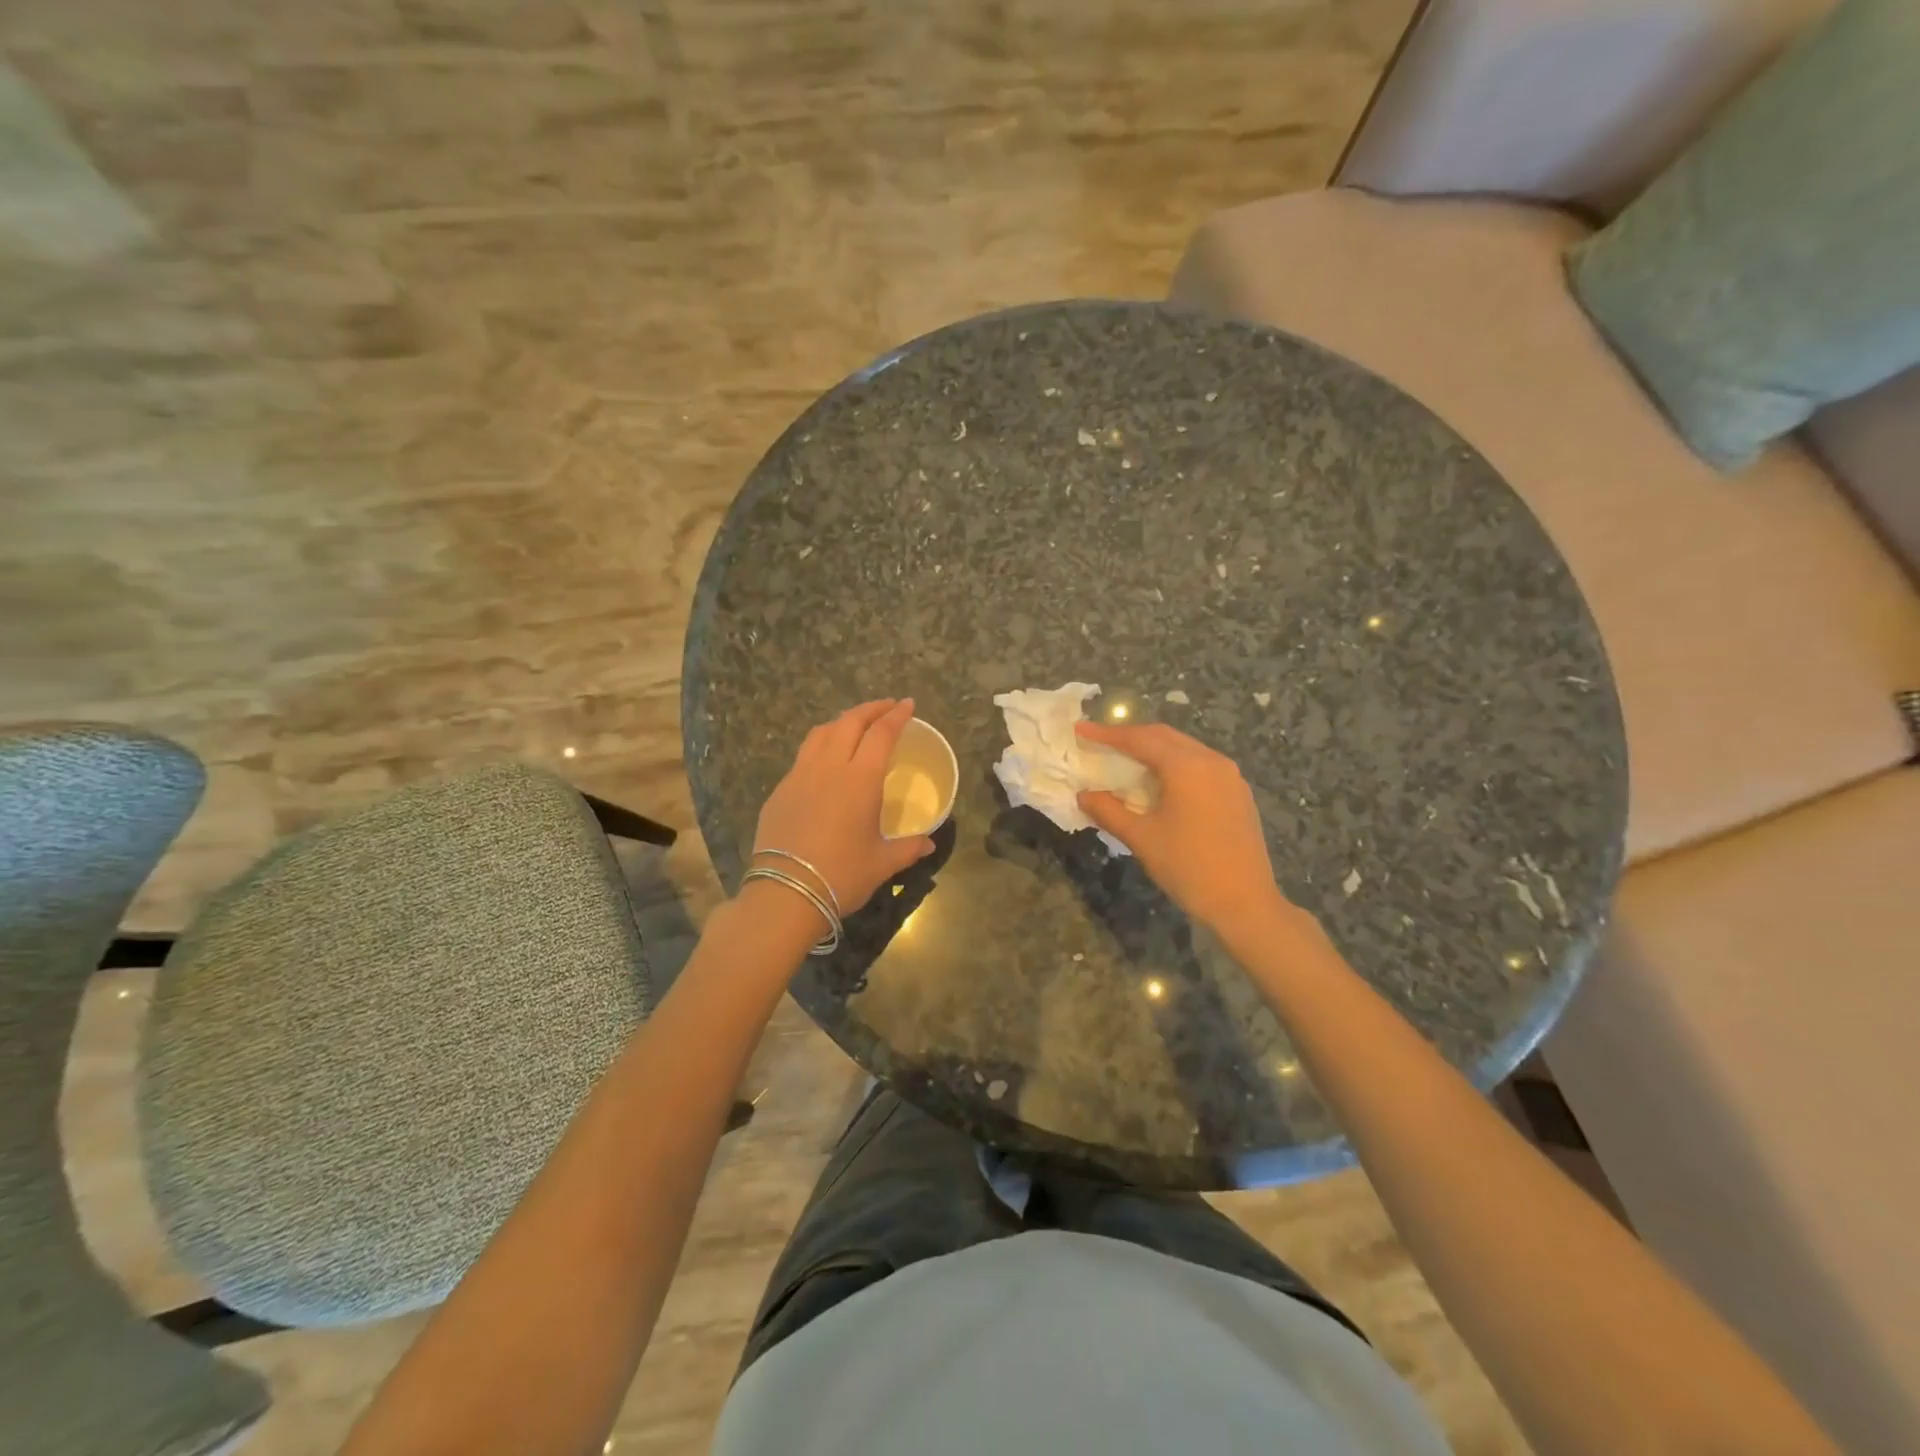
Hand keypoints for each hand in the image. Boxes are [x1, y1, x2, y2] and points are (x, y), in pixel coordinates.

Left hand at [752, 699, 936, 913]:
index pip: (881, 734)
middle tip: (886, 707)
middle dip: (871, 709)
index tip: (907, 704)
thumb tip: (928, 843)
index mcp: (860, 779)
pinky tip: (825, 761)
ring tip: (855, 725)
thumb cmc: (842, 875)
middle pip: (849, 722)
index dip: (896, 716)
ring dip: (842, 721)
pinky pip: (803, 756)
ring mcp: (799, 776)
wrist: (785, 894)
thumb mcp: (882, 863)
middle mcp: (829, 767)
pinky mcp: (780, 791)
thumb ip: (909, 848)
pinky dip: (820, 746)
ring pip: (821, 733)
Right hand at [1075, 720, 1288, 935]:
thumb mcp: (1141, 838)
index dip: (1107, 734)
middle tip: (1101, 740)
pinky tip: (1160, 781)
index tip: (1081, 730)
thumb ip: (1109, 811)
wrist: (1244, 903)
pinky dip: (1174, 764)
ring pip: (1184, 748)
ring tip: (1126, 757)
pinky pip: (1200, 764)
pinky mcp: (1237, 793)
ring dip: (1154, 748)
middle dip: (1131, 735)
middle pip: (1164, 736)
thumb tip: (1084, 795)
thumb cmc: (1188, 867)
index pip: (1139, 739)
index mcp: (1186, 766)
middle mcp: (1211, 760)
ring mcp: (1229, 776)